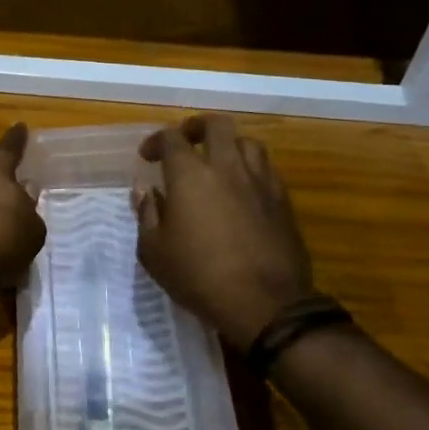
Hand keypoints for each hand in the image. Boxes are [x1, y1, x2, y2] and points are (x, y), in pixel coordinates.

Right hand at [134, 115, 313, 349]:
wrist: (266, 304)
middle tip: (187, 141)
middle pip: (216, 125)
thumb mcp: (154, 252)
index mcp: (190, 175)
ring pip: (247, 142)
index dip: (156, 141)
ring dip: (229, 145)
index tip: (148, 157)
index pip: (171, 138)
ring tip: (218, 162)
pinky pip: (266, 168)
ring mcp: (259, 181)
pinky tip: (242, 189)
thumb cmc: (199, 277)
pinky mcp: (282, 200)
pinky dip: (250, 169)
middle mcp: (226, 167)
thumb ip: (147, 214)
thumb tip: (146, 192)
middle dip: (197, 127)